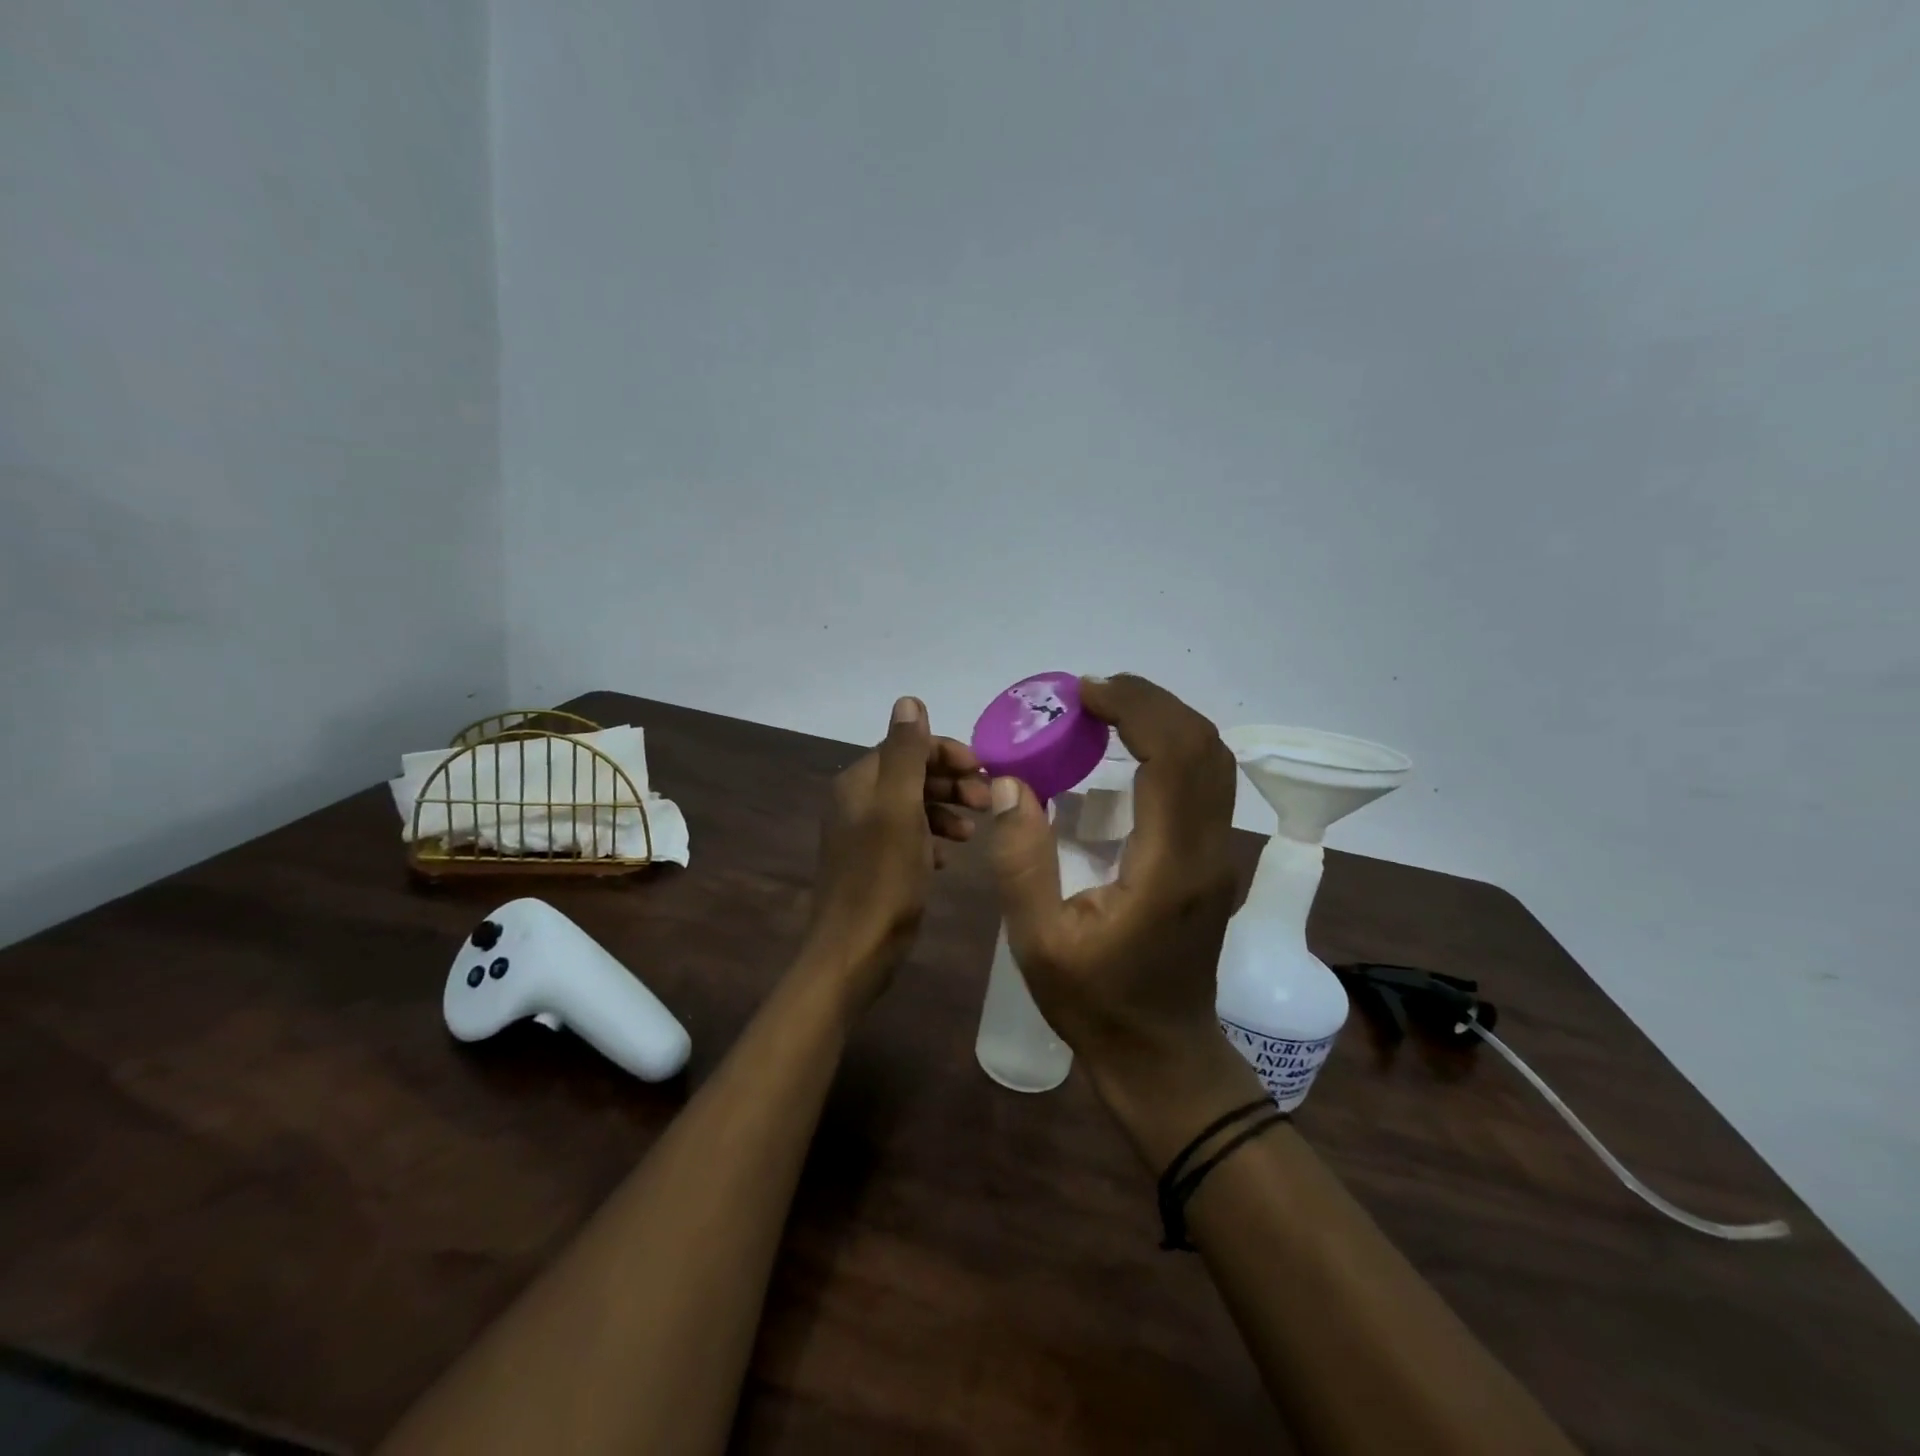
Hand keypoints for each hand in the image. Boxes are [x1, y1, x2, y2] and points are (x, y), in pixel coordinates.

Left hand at [803, 696, 989, 1004]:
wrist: (854, 951)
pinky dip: (932, 838)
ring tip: (971, 834)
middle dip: (951, 782)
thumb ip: (906, 754)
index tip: (985, 772)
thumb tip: (908, 700)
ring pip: (913, 806)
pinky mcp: (873, 862)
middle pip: (912, 774)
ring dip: (946, 810)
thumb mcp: (899, 810)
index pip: (908, 746)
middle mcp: (857, 801)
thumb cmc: (883, 878)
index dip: (948, 753)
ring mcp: (863, 833)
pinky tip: (950, 858)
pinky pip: (909, 836)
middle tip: (985, 803)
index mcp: (860, 782)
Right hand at [987, 674, 1244, 1102]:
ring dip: (1165, 721)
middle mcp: (1208, 851)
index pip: (1174, 757)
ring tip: (1107, 712)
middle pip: (1205, 746)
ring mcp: (1219, 856)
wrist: (1162, 1057)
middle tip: (1091, 694)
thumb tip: (1012, 784)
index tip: (1084, 693)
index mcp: (1169, 867)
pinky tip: (1128, 754)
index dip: (1135, 708)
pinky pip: (1205, 784)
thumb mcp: (1038, 942)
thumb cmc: (1096, 1005)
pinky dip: (1172, 748)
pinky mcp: (1213, 861)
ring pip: (1213, 762)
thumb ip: (1021, 861)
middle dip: (1151, 702)